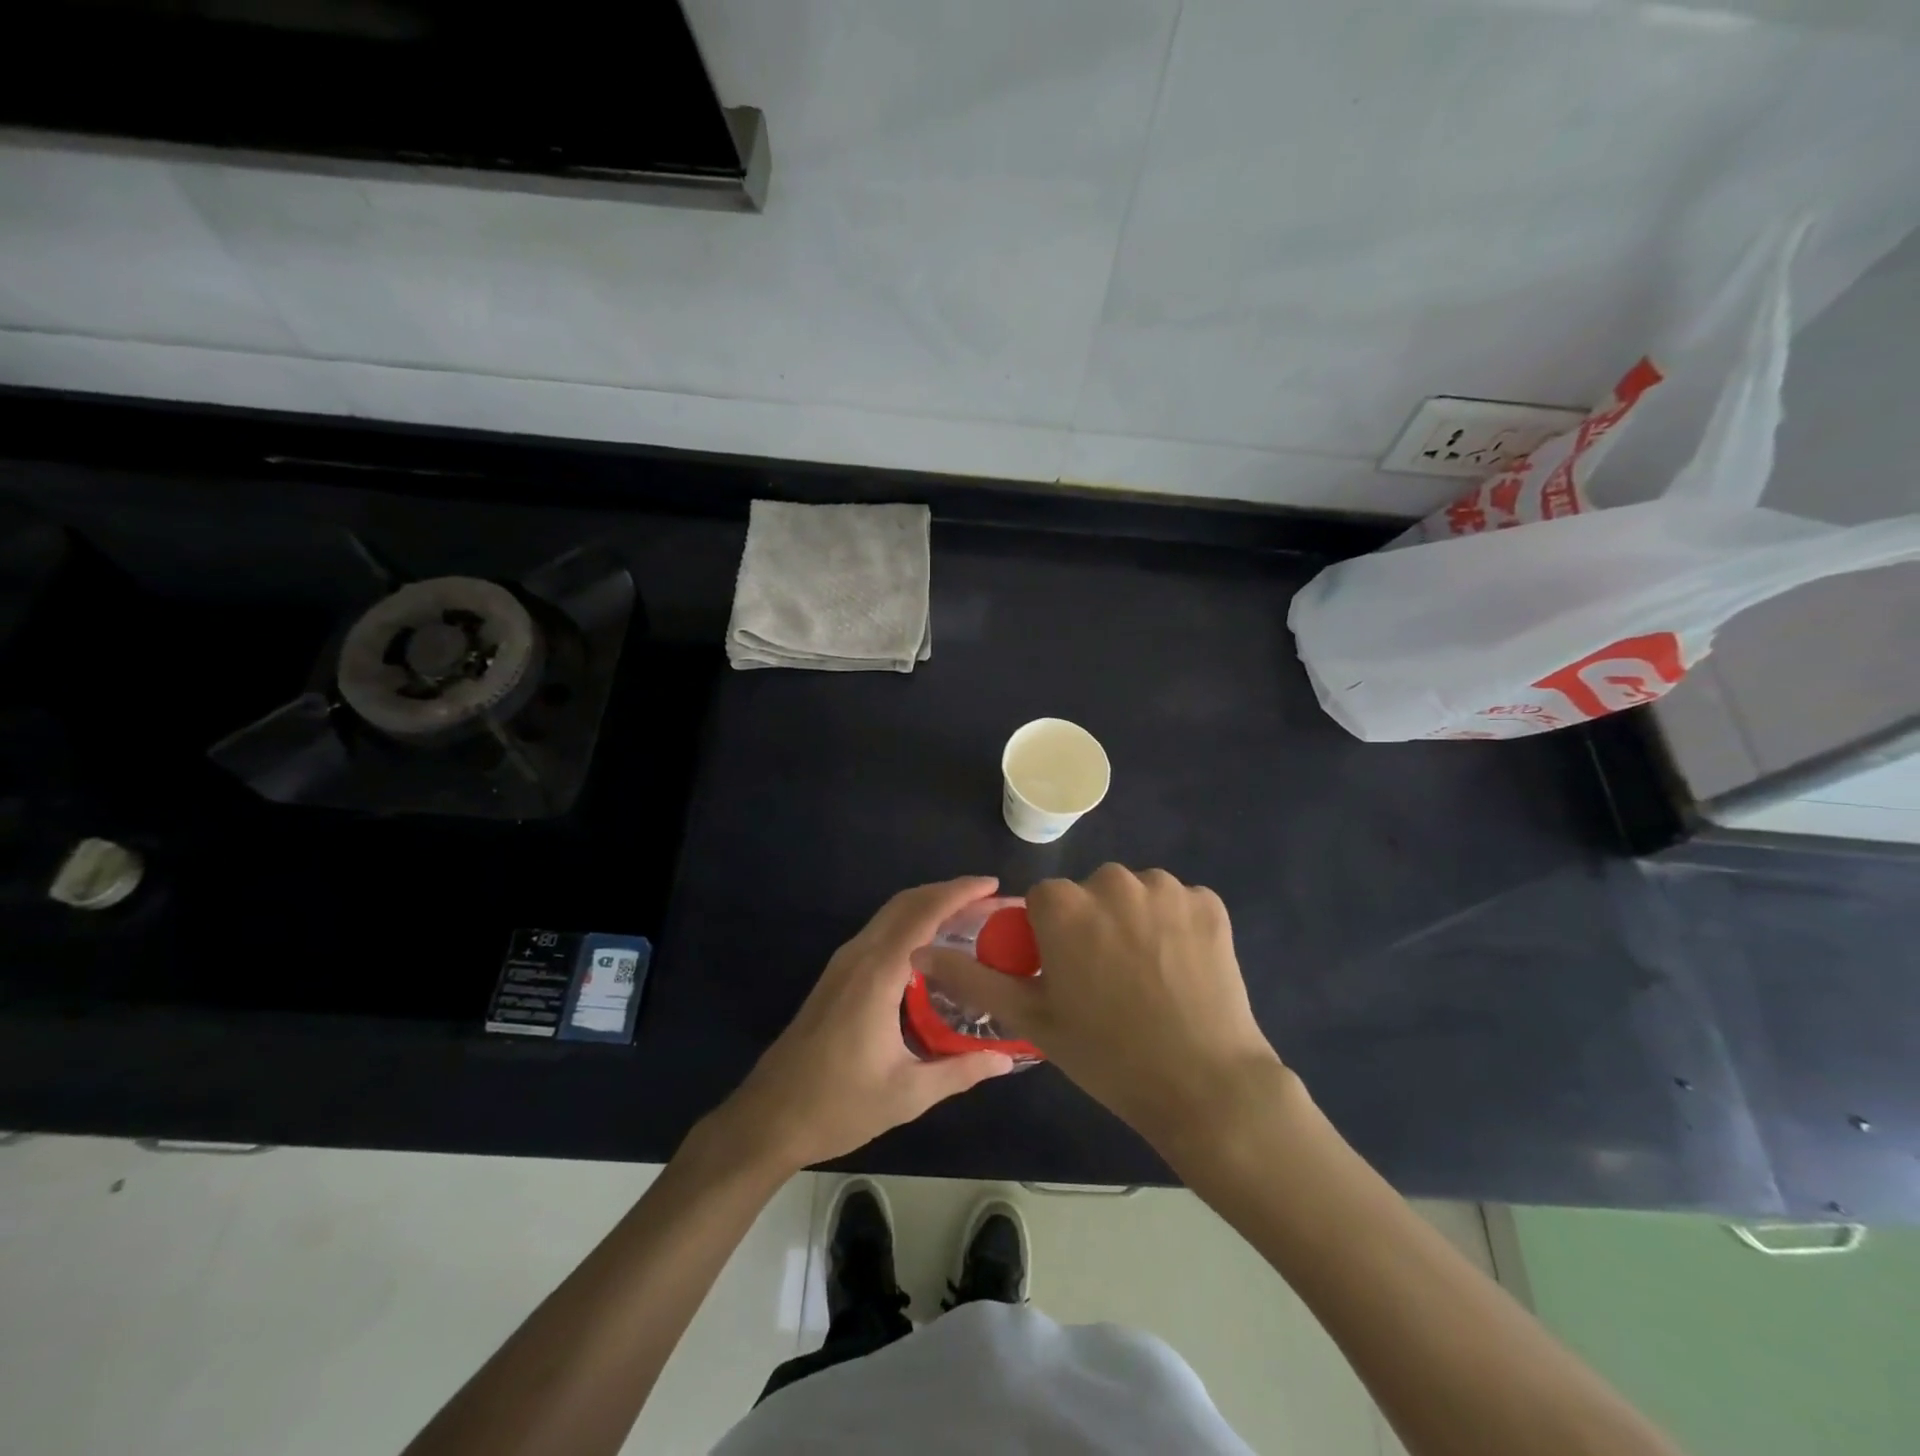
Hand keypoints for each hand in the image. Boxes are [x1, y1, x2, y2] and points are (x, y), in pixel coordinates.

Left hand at [709, 877, 1016, 1172]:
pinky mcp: (835, 976)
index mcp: (878, 974)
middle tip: (989, 900)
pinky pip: (879, 932)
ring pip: (889, 915)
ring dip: (927, 905)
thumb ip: (960, 1071)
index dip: (959, 893)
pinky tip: (930, 947)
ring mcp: (843, 964)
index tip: (993, 885)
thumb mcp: (908, 1094)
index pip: (923, 914)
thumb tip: (1005, 1060)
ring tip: (968, 917)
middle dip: (947, 892)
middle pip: (905, 903)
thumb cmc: (838, 1105)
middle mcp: (859, 956)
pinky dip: (909, 923)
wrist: (769, 1118)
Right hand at [911, 864, 1284, 1154]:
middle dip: (1093, 926)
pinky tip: (1182, 968)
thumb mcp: (1031, 1019)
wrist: (1204, 1086)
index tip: (1068, 978)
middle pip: (1089, 894)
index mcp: (1063, 905)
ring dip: (1134, 922)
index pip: (1044, 904)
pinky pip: (1177, 903)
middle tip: (1109, 983)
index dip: (1052, 940)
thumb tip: (921, 953)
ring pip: (1134, 895)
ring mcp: (1166, 889)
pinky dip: (1176, 926)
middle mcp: (1111, 881)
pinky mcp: (1208, 902)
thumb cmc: (1107, 1055)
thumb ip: (972, 979)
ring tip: (1148, 978)